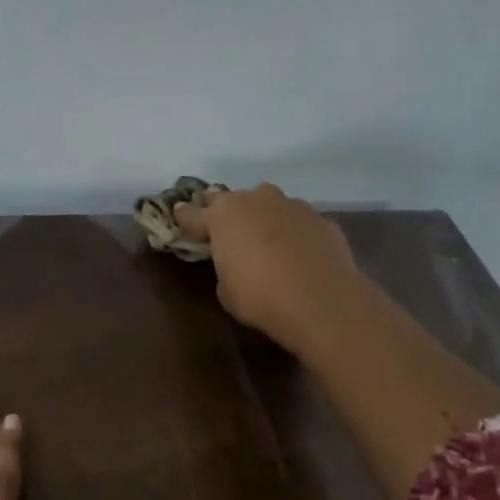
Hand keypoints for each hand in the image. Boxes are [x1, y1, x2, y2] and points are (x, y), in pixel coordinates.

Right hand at [173, 183, 363, 355]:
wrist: (320, 300)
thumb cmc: (260, 298)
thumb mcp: (227, 291)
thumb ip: (225, 268)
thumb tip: (235, 262)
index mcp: (223, 216)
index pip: (195, 214)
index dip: (185, 217)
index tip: (179, 214)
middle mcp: (256, 201)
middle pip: (232, 199)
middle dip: (225, 210)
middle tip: (223, 226)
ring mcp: (292, 205)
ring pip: (269, 204)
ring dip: (262, 216)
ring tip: (265, 238)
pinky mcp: (320, 219)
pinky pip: (298, 221)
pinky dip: (293, 232)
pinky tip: (297, 252)